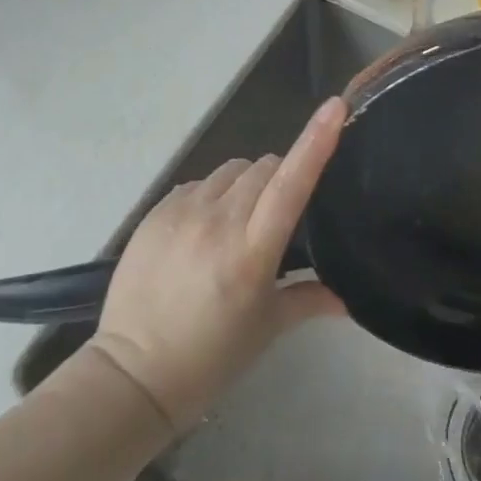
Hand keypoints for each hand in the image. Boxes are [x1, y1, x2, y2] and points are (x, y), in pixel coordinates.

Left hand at [88, 97, 347, 432]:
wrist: (132, 374)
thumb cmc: (209, 358)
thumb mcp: (266, 330)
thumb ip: (309, 300)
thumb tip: (348, 299)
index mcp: (251, 252)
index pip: (291, 183)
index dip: (316, 141)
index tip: (335, 106)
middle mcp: (218, 220)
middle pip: (264, 167)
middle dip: (279, 180)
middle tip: (275, 218)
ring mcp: (183, 211)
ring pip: (231, 171)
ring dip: (245, 185)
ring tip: (236, 225)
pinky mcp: (157, 210)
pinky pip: (199, 183)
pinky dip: (211, 196)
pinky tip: (203, 230)